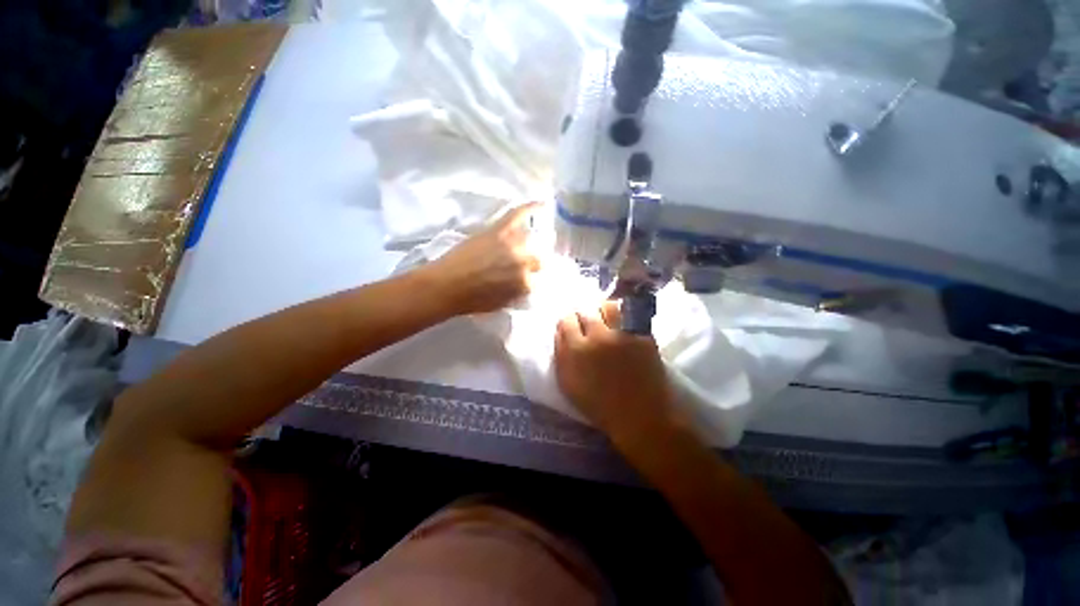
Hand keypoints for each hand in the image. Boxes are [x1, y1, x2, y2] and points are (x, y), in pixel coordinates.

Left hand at [424, 203, 540, 315]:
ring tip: (533, 238)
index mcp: (525, 284)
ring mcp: (512, 244)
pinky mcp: (499, 231)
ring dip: (532, 242)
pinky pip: (518, 215)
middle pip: (539, 259)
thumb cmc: (471, 301)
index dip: (531, 278)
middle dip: (533, 263)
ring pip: (531, 239)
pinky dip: (530, 208)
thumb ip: (517, 293)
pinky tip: (541, 203)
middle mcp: (523, 263)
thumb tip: (524, 284)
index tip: (527, 277)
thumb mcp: (502, 303)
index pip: (538, 280)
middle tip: (524, 263)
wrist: (445, 287)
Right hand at [554, 302, 683, 447]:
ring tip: (606, 319)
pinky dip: (624, 317)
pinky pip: (630, 316)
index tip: (571, 327)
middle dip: (584, 316)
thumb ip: (561, 355)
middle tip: (588, 324)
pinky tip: (623, 325)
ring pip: (608, 306)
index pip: (565, 321)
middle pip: (586, 311)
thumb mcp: (569, 384)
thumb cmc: (600, 405)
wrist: (641, 416)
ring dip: (604, 311)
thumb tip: (560, 332)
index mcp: (576, 350)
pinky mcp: (643, 335)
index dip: (567, 323)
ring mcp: (623, 334)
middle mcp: (598, 336)